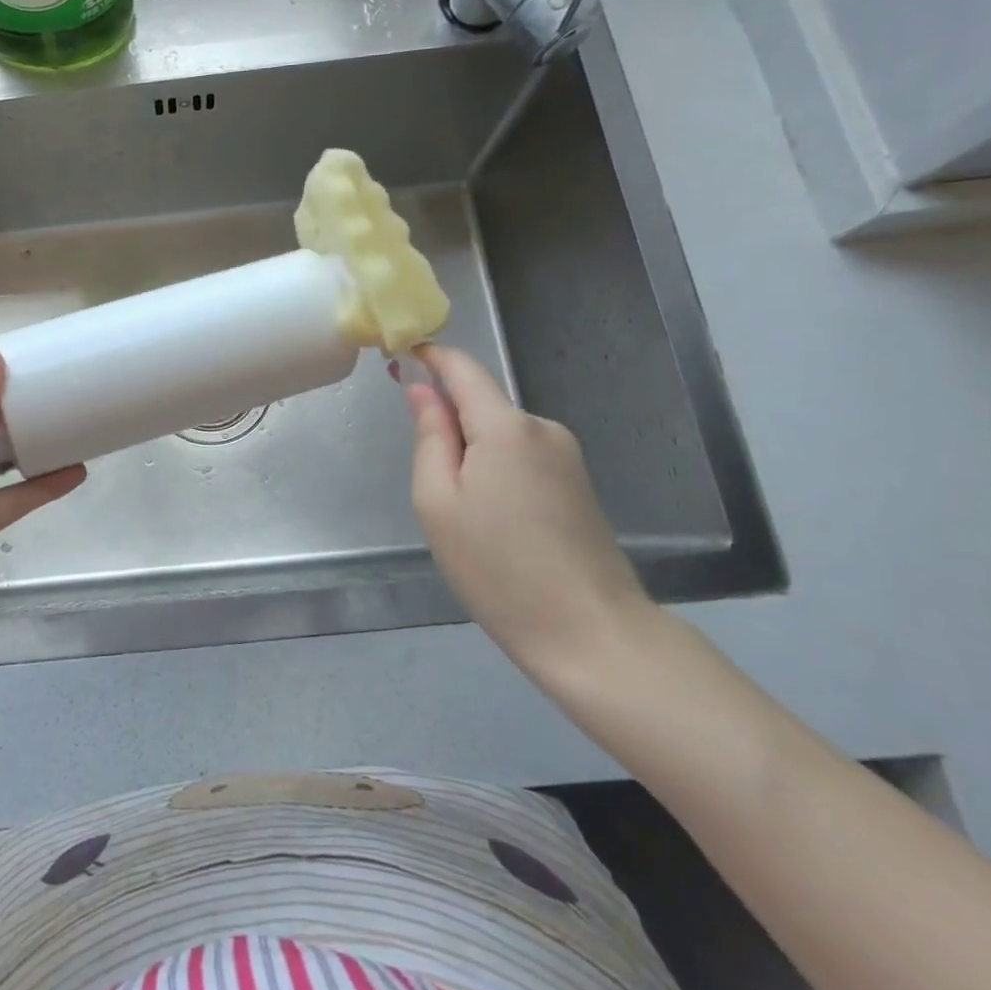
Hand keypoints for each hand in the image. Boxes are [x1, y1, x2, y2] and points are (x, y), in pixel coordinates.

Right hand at [398, 344, 651, 677]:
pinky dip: (496, 471)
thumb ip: (429, 436)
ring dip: (473, 453)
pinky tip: (495, 522)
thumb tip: (422, 391)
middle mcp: (542, 428)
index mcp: (505, 426)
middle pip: (482, 404)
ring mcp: (566, 455)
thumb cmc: (497, 567)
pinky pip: (522, 457)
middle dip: (448, 422)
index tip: (399, 357)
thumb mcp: (438, 502)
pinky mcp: (578, 483)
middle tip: (428, 481)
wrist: (591, 633)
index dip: (430, 357)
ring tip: (464, 515)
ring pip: (501, 434)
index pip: (463, 368)